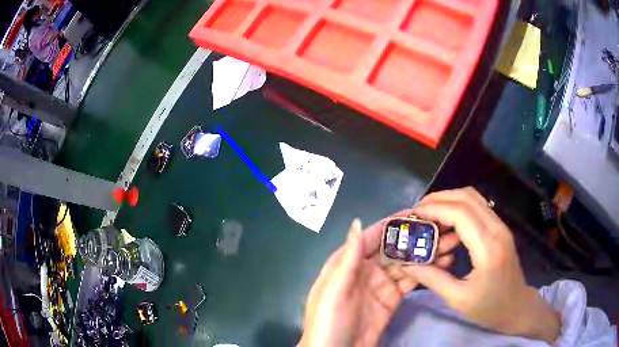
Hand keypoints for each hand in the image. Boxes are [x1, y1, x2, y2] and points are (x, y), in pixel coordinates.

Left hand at [298, 211, 459, 346]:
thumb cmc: (329, 320)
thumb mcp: (334, 289)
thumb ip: (347, 258)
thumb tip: (356, 222)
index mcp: (348, 263)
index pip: (372, 237)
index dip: (393, 223)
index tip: (417, 211)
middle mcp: (366, 270)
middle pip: (394, 249)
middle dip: (415, 237)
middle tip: (442, 226)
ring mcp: (381, 286)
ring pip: (406, 263)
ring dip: (425, 253)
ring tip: (449, 241)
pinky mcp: (392, 300)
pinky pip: (410, 281)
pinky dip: (426, 272)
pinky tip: (443, 263)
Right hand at [403, 187, 560, 342]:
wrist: (517, 306)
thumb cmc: (489, 308)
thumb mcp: (458, 299)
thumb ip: (433, 279)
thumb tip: (409, 263)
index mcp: (488, 249)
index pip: (460, 213)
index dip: (435, 209)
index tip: (414, 215)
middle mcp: (497, 230)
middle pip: (467, 197)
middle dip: (439, 198)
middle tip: (418, 210)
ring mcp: (501, 227)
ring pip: (474, 198)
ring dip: (450, 200)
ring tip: (429, 214)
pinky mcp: (501, 229)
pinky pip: (479, 208)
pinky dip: (460, 208)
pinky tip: (448, 223)